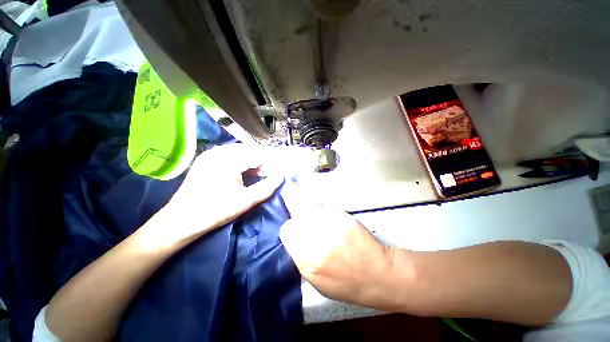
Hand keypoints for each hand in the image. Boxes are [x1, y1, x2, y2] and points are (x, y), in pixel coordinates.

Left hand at [152, 144, 282, 246]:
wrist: (181, 221)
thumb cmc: (215, 211)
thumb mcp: (246, 201)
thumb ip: (266, 187)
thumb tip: (281, 176)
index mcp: (228, 159)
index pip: (257, 155)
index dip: (270, 163)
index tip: (279, 172)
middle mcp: (218, 152)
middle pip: (249, 151)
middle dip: (262, 161)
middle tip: (270, 173)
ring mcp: (210, 154)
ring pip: (240, 152)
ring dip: (252, 161)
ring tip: (260, 173)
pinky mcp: (206, 160)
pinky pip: (230, 156)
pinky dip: (241, 162)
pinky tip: (245, 172)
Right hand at [279, 184, 397, 308]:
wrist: (379, 275)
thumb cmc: (347, 284)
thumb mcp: (317, 282)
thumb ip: (302, 258)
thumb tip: (295, 237)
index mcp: (308, 260)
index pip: (288, 231)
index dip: (289, 227)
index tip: (293, 225)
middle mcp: (318, 240)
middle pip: (298, 211)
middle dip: (291, 199)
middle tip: (286, 189)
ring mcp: (333, 225)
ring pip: (311, 202)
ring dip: (302, 194)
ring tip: (296, 186)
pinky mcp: (345, 217)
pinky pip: (326, 203)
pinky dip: (318, 200)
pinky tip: (315, 198)